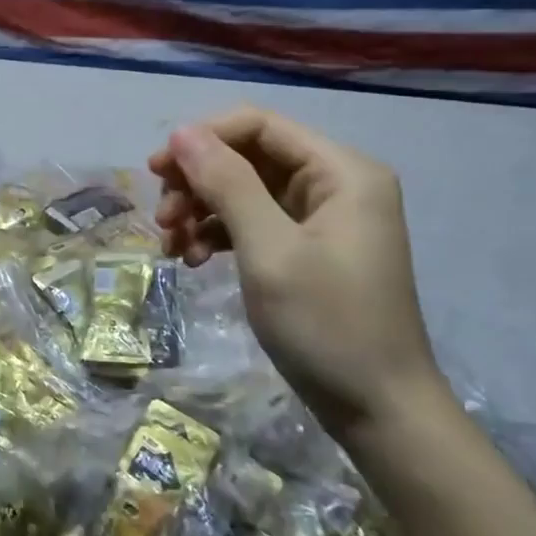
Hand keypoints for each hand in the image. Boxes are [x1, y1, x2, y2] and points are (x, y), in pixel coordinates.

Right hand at [148, 107, 447, 438]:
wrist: (378, 410)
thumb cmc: (327, 325)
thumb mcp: (268, 251)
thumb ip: (226, 184)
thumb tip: (181, 132)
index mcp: (341, 170)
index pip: (258, 125)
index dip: (203, 139)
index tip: (157, 172)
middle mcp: (334, 182)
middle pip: (248, 156)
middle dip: (198, 181)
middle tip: (161, 218)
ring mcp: (322, 216)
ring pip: (244, 189)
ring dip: (201, 210)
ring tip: (172, 246)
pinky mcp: (308, 247)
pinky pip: (253, 221)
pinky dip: (219, 234)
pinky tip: (194, 259)